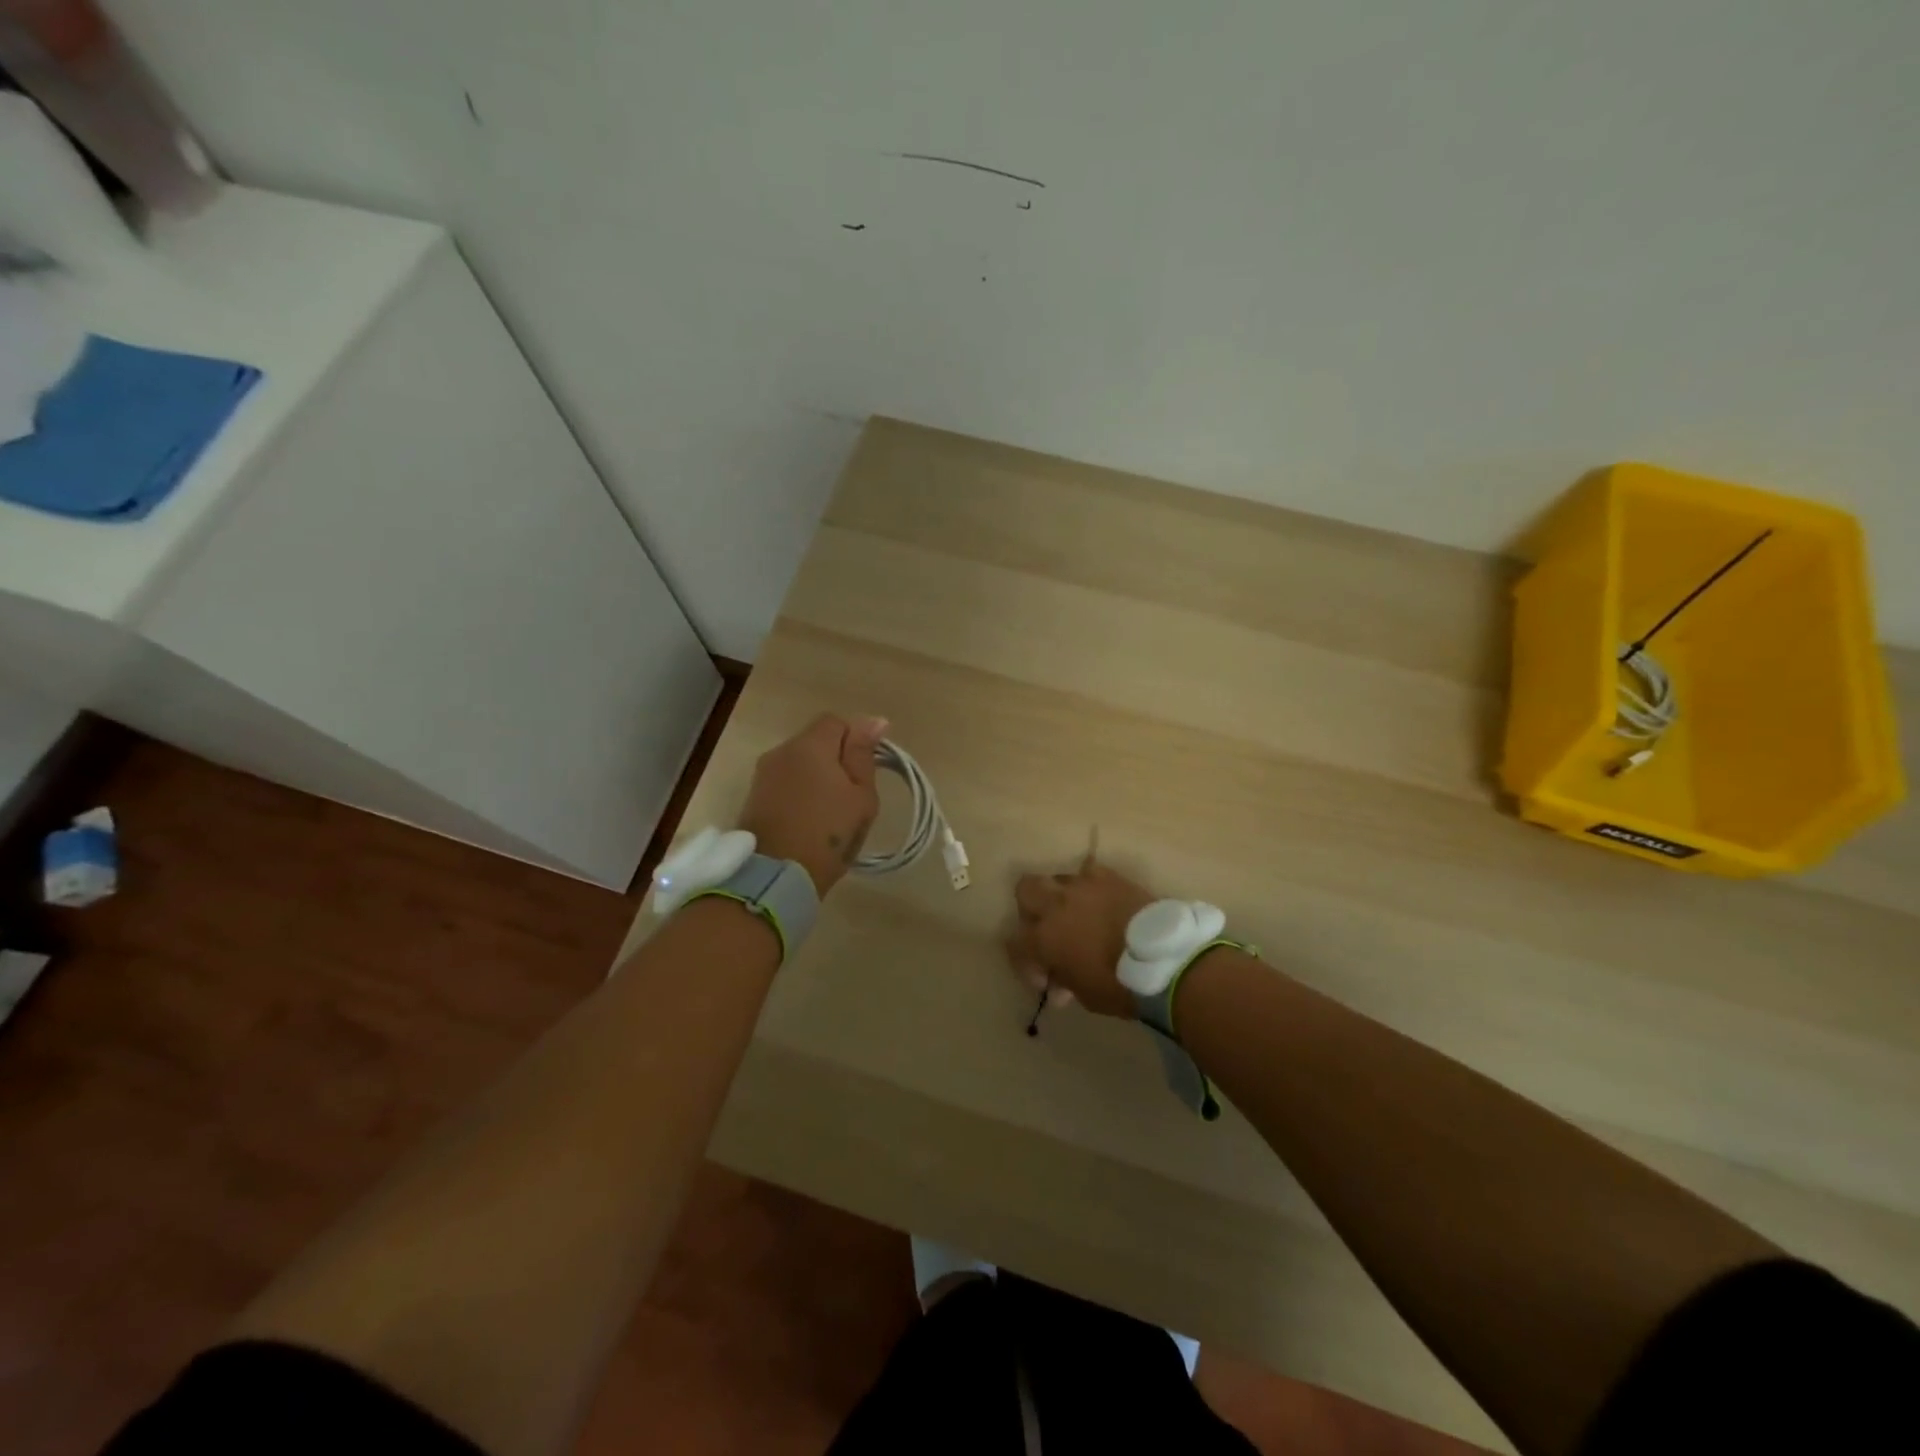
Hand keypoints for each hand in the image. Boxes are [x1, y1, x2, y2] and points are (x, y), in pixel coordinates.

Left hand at [738, 713, 887, 894]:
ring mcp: (763, 775)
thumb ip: (864, 755)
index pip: (837, 722)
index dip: (856, 740)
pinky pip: (785, 783)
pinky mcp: (754, 798)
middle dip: (836, 760)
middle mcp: (781, 751)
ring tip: (831, 812)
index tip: (866, 771)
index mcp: (810, 745)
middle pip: (815, 741)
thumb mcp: (861, 796)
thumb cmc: (828, 835)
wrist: (775, 877)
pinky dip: (800, 794)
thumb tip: (874, 720)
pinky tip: (810, 820)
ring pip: (799, 764)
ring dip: (817, 778)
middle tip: (852, 796)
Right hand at [1007, 855, 1155, 1019]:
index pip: (1015, 944)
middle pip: (1025, 890)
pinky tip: (1101, 899)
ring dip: (1061, 896)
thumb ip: (1065, 982)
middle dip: (1030, 908)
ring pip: (1057, 878)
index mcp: (1043, 938)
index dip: (1026, 963)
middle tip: (1048, 928)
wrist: (1162, 958)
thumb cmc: (1119, 984)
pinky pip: (1090, 871)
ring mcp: (1082, 886)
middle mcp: (1055, 905)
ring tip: (1077, 913)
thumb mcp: (1085, 994)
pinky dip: (1091, 885)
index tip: (1046, 978)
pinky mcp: (1109, 877)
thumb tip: (1058, 986)